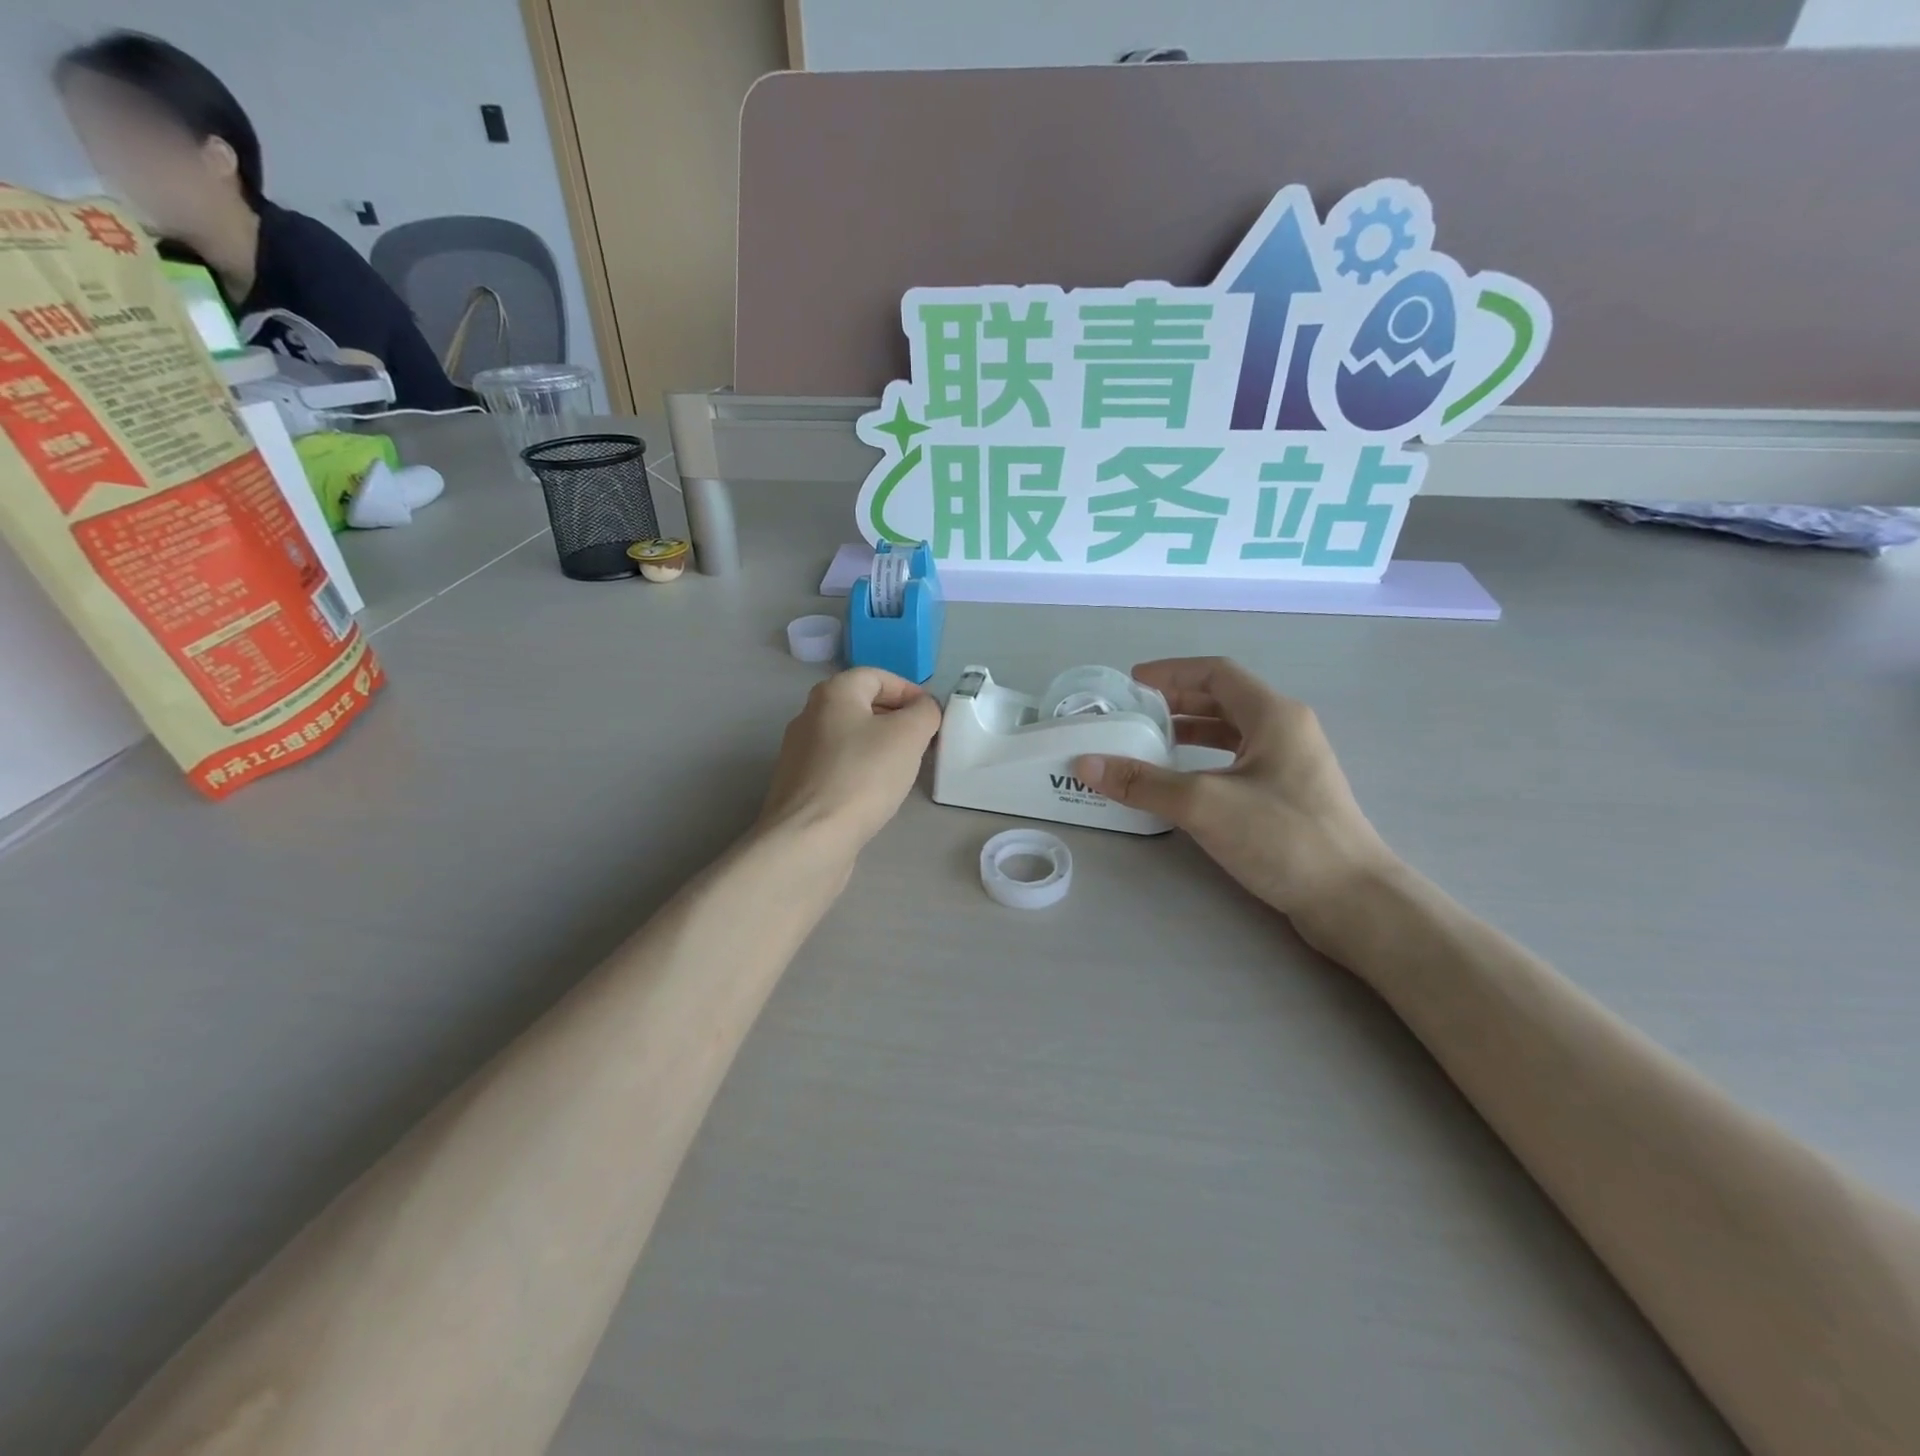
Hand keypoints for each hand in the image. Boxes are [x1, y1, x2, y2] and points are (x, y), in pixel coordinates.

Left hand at [759, 668, 941, 855]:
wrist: (809, 838)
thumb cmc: (862, 777)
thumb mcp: (908, 736)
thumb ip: (924, 712)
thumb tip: (924, 708)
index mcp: (833, 694)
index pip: (876, 676)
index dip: (909, 690)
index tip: (931, 716)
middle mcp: (809, 715)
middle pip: (861, 705)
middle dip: (895, 718)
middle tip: (922, 741)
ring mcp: (800, 752)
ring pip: (849, 737)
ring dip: (879, 745)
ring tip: (903, 768)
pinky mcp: (800, 785)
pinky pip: (838, 765)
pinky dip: (861, 770)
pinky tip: (875, 792)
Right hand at [1073, 658, 1395, 932]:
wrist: (1353, 900)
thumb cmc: (1283, 837)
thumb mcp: (1204, 805)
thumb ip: (1143, 782)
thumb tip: (1085, 763)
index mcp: (1274, 715)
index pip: (1216, 673)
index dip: (1171, 672)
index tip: (1132, 683)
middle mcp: (1286, 730)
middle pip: (1224, 699)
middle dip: (1177, 702)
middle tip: (1134, 713)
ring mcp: (1292, 764)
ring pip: (1232, 733)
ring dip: (1191, 732)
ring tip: (1150, 743)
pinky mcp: (1290, 796)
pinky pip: (1238, 762)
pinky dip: (1205, 762)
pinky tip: (1182, 783)